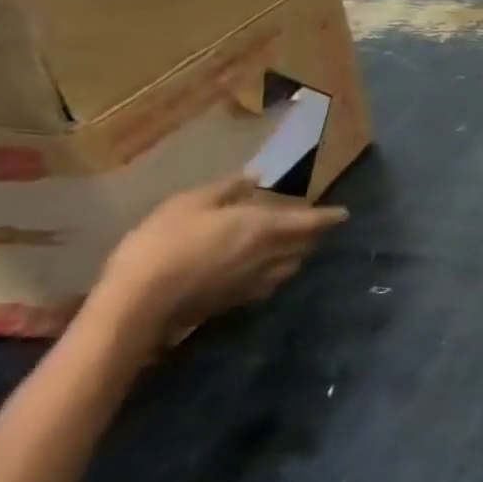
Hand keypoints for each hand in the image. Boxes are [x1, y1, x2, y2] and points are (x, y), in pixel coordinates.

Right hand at [90, 176, 348, 345]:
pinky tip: (264, 271)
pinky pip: (270, 284)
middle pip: (305, 244)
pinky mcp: (237, 302)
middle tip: (313, 225)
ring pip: (291, 265)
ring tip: (293, 245)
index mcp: (265, 228)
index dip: (330, 216)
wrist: (137, 305)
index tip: (345, 213)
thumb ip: (226, 189)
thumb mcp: (189, 204)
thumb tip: (254, 176)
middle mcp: (270, 255)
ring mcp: (255, 282)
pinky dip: (276, 273)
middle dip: (314, 234)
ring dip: (298, 253)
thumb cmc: (163, 244)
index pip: (311, 221)